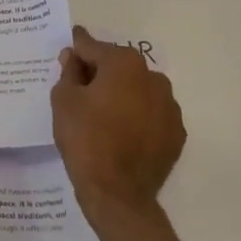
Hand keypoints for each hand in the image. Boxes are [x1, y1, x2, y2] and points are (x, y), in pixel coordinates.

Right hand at [51, 26, 186, 227]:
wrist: (117, 193)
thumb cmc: (85, 138)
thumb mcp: (64, 100)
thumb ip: (69, 72)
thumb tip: (74, 58)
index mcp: (124, 64)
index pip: (93, 47)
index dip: (76, 49)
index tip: (68, 49)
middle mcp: (153, 78)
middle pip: (118, 66)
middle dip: (99, 72)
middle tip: (78, 89)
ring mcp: (170, 106)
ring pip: (137, 90)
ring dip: (121, 94)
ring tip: (101, 115)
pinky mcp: (176, 133)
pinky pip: (150, 114)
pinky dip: (136, 116)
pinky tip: (120, 132)